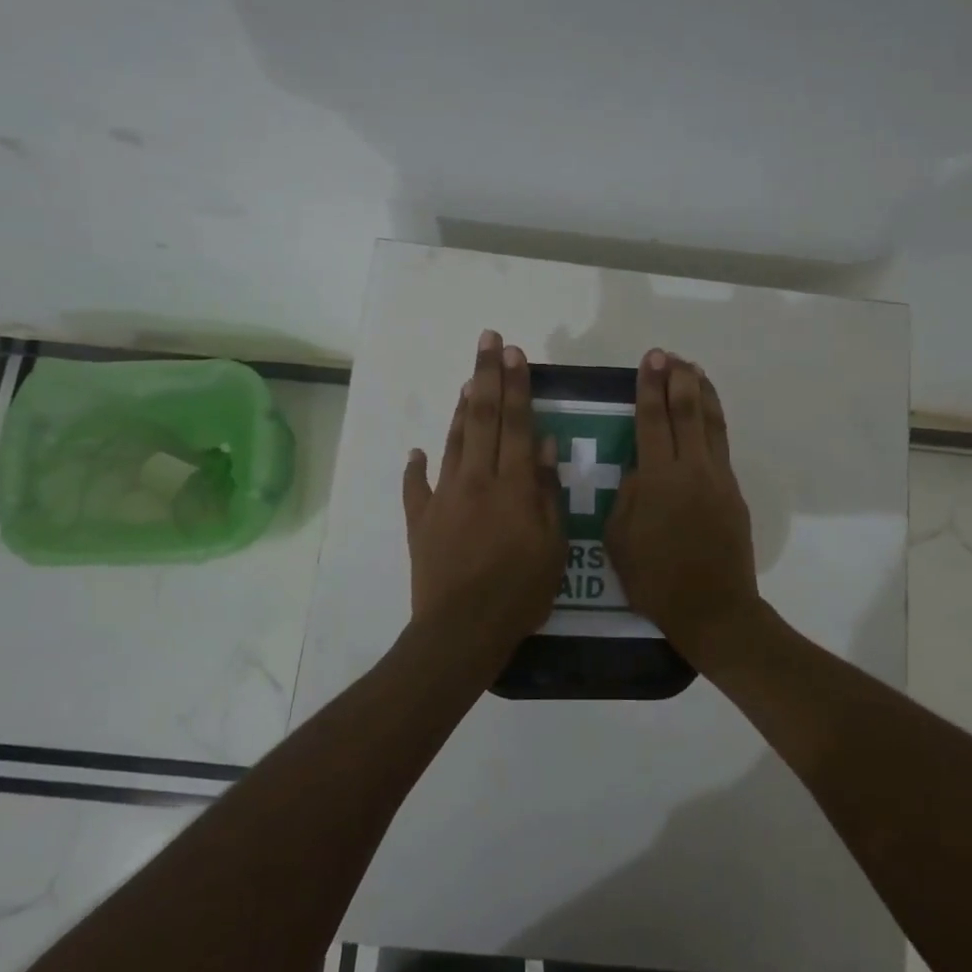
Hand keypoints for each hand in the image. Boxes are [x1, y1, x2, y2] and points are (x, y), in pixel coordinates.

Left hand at [402, 330, 564, 660]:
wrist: (461, 630)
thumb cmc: (520, 592)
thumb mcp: (554, 546)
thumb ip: (548, 492)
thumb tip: (545, 445)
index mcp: (513, 484)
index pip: (518, 423)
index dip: (517, 385)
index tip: (515, 353)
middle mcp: (477, 479)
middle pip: (483, 418)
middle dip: (488, 376)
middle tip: (488, 340)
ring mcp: (444, 497)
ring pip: (454, 442)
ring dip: (461, 409)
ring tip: (468, 380)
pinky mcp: (421, 520)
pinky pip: (417, 486)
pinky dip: (417, 468)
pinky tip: (417, 452)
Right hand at [605, 350, 762, 667]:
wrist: (714, 608)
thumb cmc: (656, 579)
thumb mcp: (619, 539)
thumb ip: (626, 497)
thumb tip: (638, 471)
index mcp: (658, 479)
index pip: (651, 420)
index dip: (649, 388)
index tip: (651, 361)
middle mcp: (691, 469)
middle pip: (686, 412)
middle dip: (677, 380)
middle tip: (670, 356)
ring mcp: (718, 479)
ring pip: (712, 424)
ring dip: (703, 393)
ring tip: (694, 370)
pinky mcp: (734, 493)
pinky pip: (722, 446)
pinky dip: (715, 421)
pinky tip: (709, 414)